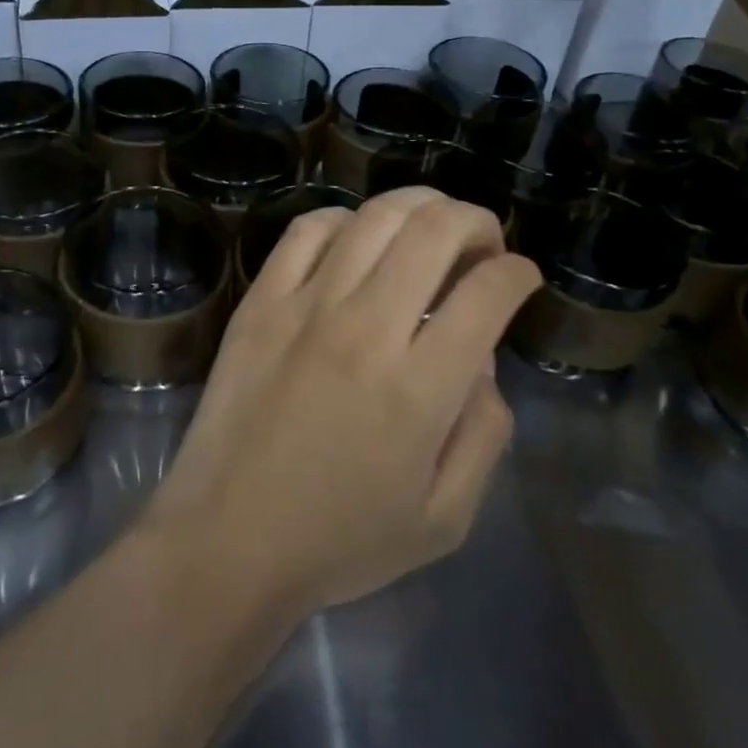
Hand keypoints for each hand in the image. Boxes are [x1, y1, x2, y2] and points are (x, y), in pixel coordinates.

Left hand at [142, 189, 540, 622]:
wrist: (228, 538)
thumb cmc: (340, 540)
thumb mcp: (444, 518)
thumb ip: (483, 433)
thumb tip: (481, 360)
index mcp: (421, 387)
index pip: (488, 293)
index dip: (517, 273)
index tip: (519, 278)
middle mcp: (366, 328)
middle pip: (435, 231)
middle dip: (475, 221)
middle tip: (482, 244)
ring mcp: (306, 306)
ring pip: (374, 217)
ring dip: (418, 207)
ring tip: (430, 226)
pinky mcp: (260, 302)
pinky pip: (306, 231)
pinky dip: (343, 219)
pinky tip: (355, 237)